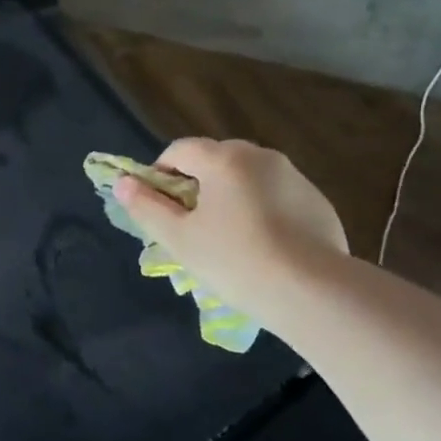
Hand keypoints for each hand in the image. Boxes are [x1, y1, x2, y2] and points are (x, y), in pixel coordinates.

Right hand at [114, 138, 347, 310]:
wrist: (312, 291)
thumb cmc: (234, 260)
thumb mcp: (179, 239)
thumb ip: (147, 207)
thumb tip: (122, 183)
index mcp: (224, 159)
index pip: (180, 149)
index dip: (161, 173)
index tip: (160, 207)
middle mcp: (261, 156)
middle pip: (216, 160)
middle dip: (198, 185)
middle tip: (193, 226)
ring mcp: (294, 176)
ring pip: (248, 178)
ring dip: (231, 197)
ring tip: (230, 239)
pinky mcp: (318, 201)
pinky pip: (277, 196)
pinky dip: (263, 211)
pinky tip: (265, 247)